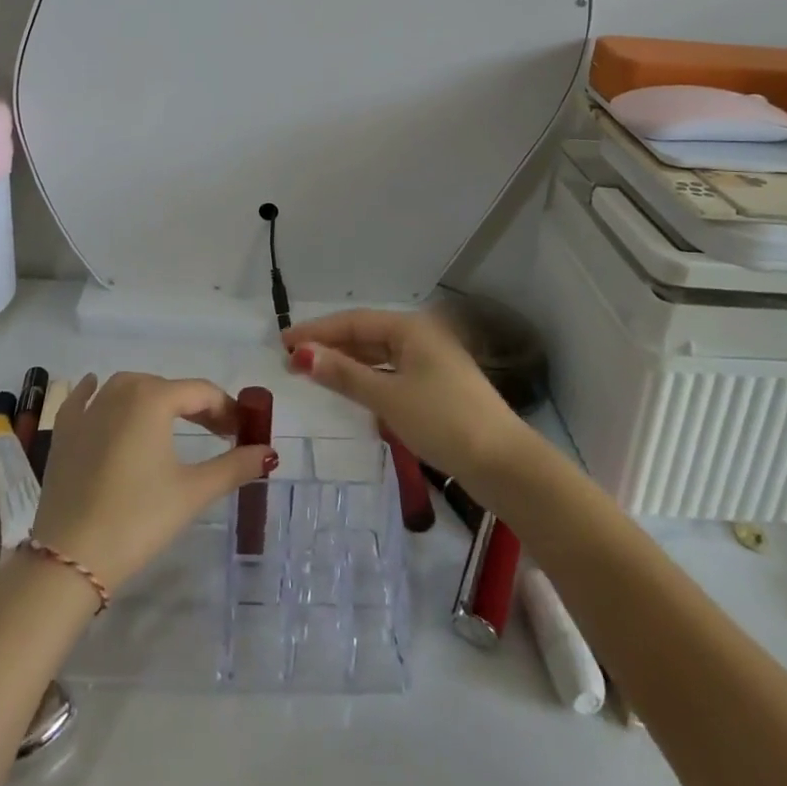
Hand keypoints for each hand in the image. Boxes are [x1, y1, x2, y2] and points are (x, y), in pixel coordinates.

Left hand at [29, 373, 275, 595]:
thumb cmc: (138, 519)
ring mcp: (87, 410)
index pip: (201, 392)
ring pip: (128, 388)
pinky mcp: (63, 432)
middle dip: (195, 406)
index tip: (243, 431)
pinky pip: (83, 400)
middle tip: (217, 433)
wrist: (69, 559)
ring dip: (153, 398)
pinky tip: (97, 390)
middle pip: (167, 388)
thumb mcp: (192, 492)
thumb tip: (270, 453)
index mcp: (152, 398)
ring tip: (171, 422)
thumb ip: (234, 467)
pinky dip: (95, 394)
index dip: (227, 409)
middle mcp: (119, 391)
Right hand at [282, 309, 530, 490]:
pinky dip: (368, 379)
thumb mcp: (388, 397)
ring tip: (314, 373)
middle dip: (330, 346)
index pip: (353, 322)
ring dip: (348, 363)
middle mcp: (421, 337)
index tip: (283, 342)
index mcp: (411, 328)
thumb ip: (344, 374)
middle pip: (366, 335)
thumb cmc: (443, 421)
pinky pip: (392, 373)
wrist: (503, 463)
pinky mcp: (437, 388)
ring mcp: (432, 362)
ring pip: (380, 355)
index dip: (316, 331)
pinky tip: (352, 391)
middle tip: (293, 360)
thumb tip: (301, 354)